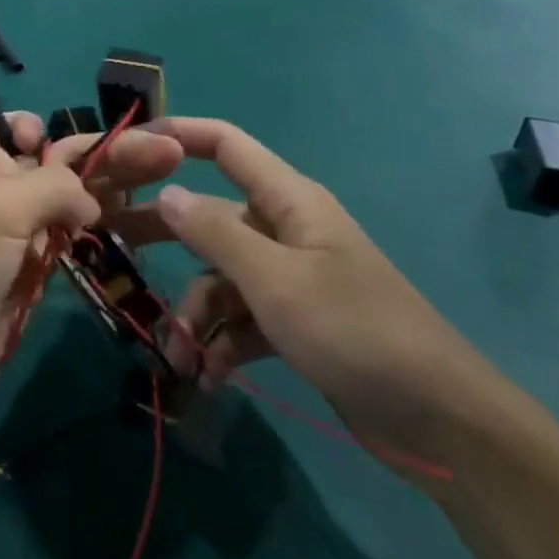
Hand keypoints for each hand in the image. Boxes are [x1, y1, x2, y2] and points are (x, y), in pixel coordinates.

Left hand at [0, 114, 184, 432]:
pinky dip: (104, 231)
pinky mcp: (32, 273)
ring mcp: (16, 233)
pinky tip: (142, 224)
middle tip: (170, 150)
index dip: (41, 130)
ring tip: (170, 179)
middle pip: (58, 162)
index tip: (56, 147)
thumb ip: (51, 188)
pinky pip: (72, 242)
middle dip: (110, 155)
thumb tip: (89, 202)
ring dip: (117, 190)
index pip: (12, 127)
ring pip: (72, 202)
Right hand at [116, 118, 508, 480]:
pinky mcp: (296, 322)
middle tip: (117, 248)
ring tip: (182, 357)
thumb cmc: (355, 330)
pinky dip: (223, 342)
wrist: (440, 424)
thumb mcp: (275, 281)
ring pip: (222, 276)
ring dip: (198, 314)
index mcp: (288, 201)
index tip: (131, 144)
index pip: (227, 145)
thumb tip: (167, 194)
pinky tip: (210, 376)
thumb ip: (215, 234)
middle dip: (167, 235)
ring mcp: (290, 278)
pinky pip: (242, 318)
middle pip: (211, 217)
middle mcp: (285, 230)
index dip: (181, 134)